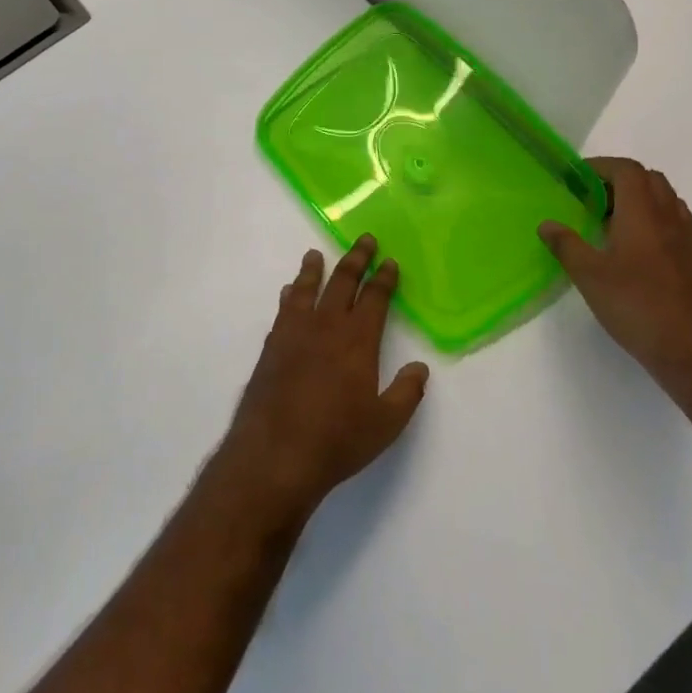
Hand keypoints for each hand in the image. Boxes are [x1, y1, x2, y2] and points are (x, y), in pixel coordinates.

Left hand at [218, 236, 428, 524]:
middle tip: (364, 239)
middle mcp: (326, 326)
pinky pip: (284, 310)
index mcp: (357, 340)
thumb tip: (419, 368)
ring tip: (316, 254)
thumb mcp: (386, 424)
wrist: (275, 453)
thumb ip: (406, 392)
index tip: (390, 261)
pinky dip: (290, 295)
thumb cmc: (337, 440)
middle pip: (342, 282)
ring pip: (306, 289)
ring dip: (314, 269)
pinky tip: (289, 292)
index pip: (375, 298)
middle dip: (356, 259)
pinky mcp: (271, 346)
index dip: (384, 278)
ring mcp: (294, 333)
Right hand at [538, 159, 691, 380]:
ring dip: (645, 201)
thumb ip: (566, 245)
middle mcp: (670, 219)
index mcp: (642, 214)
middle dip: (622, 180)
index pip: (627, 170)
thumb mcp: (589, 276)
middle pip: (652, 180)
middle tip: (593, 199)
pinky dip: (664, 228)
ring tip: (618, 222)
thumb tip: (547, 223)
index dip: (602, 166)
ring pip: (670, 203)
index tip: (577, 178)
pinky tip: (650, 250)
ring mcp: (690, 242)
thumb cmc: (636, 306)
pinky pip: (684, 232)